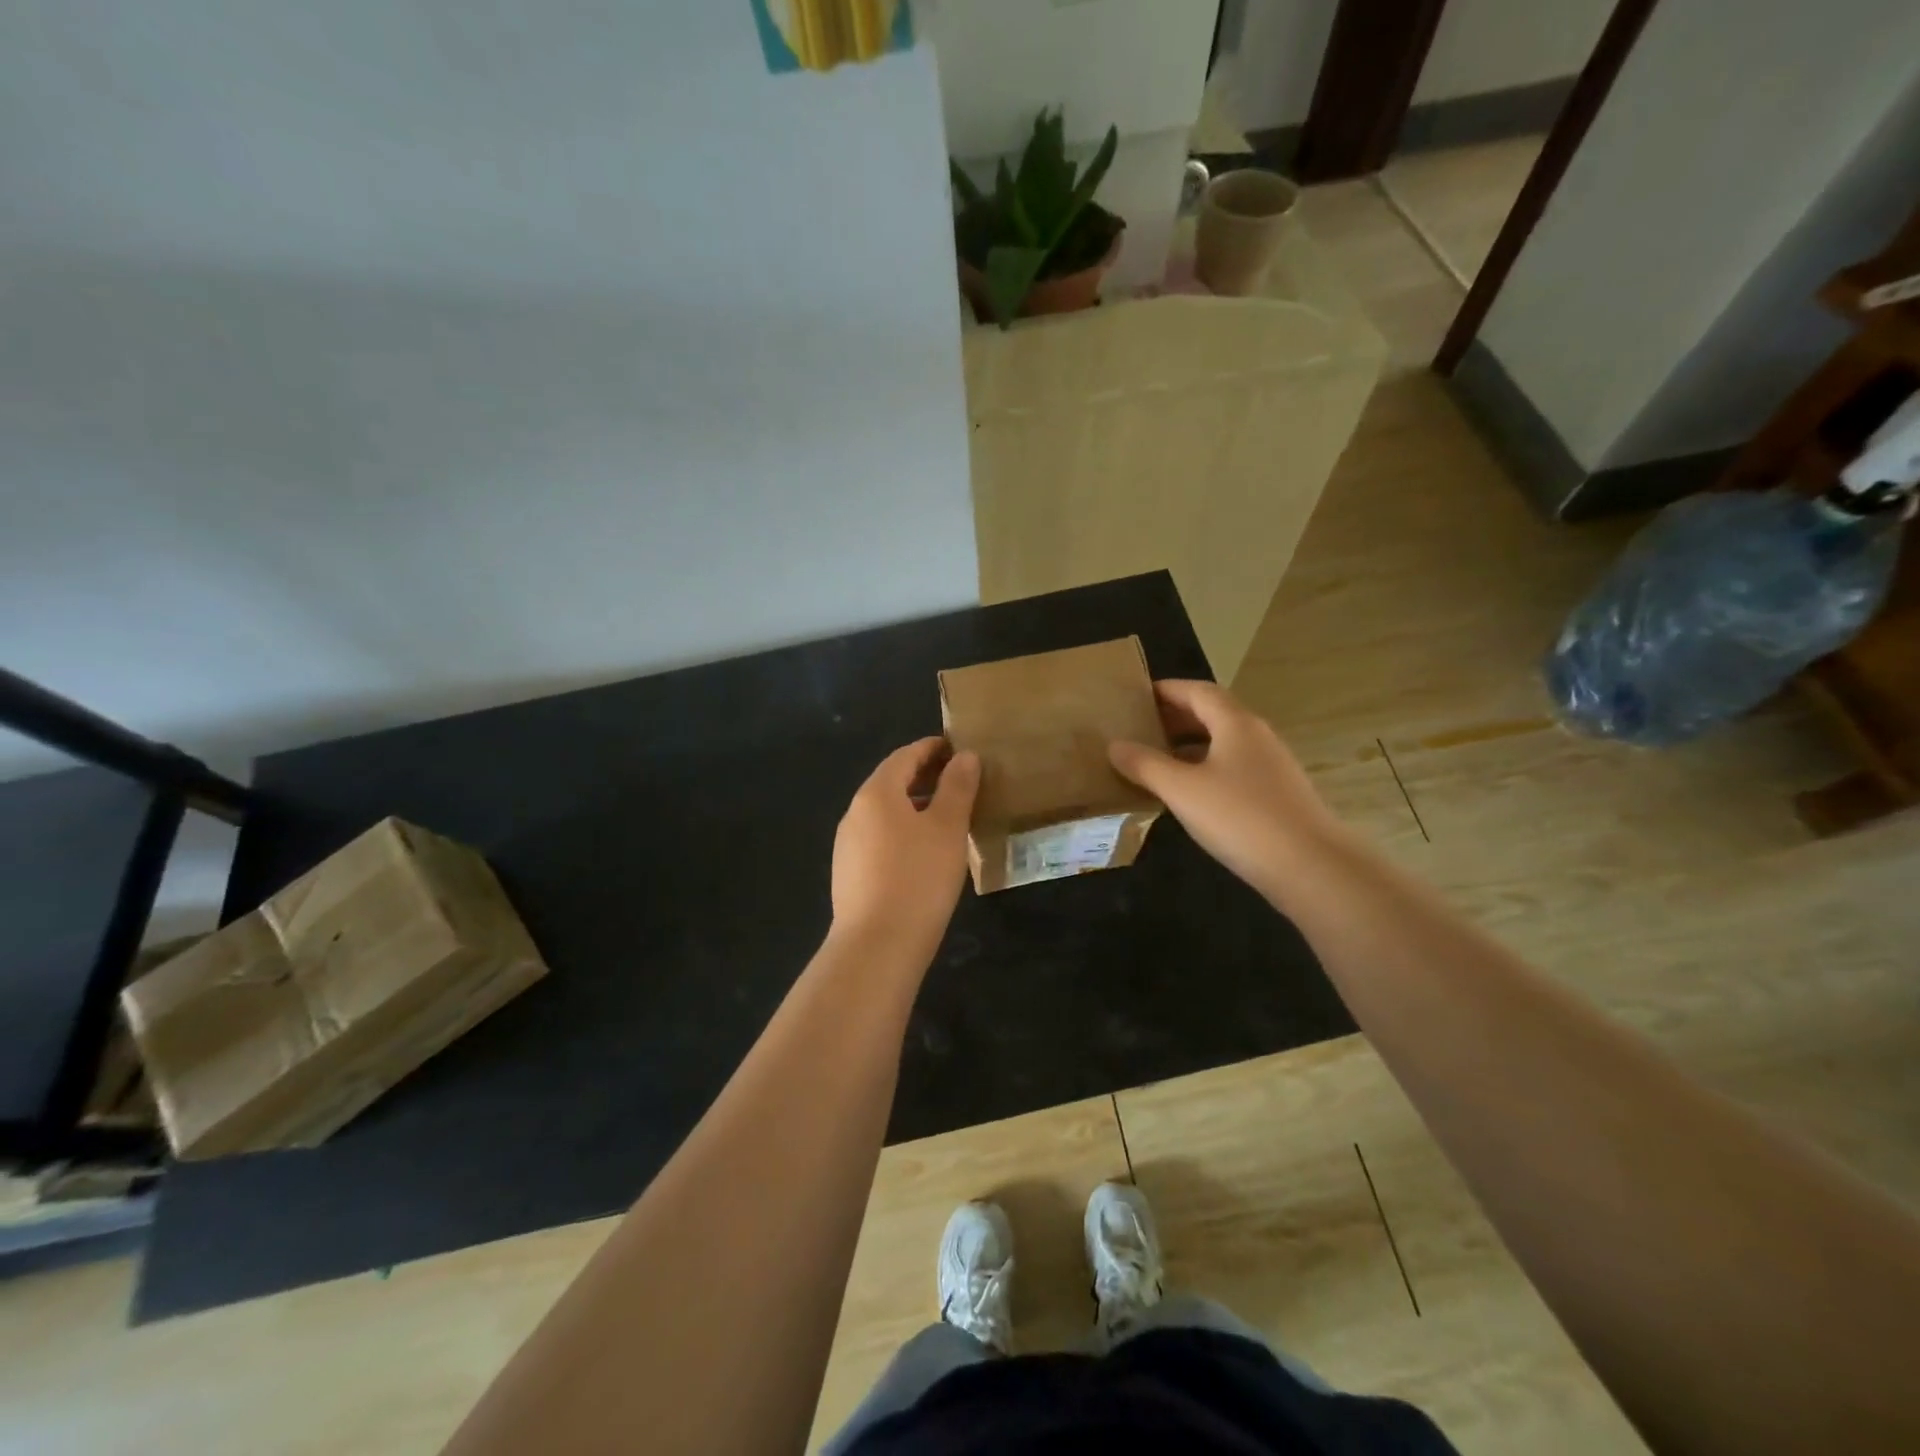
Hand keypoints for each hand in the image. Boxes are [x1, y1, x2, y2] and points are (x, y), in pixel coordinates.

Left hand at [830, 738, 979, 958]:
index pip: (905, 756)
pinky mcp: (849, 873)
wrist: (876, 946)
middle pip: (891, 782)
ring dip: (915, 806)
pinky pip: (879, 838)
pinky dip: (903, 831)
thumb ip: (957, 787)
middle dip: (924, 776)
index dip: (932, 748)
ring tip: (948, 817)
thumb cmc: (918, 878)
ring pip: (885, 813)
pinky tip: (924, 852)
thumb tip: (965, 756)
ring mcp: (848, 845)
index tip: (958, 748)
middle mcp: (855, 812)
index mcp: (876, 793)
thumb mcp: (947, 828)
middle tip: (960, 780)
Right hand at [1109, 680, 1344, 901]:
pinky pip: (1233, 768)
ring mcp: (1271, 766)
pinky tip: (1188, 792)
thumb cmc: (1240, 817)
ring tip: (1155, 758)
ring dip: (1189, 744)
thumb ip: (1145, 765)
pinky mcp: (1276, 795)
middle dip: (1175, 716)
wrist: (1310, 867)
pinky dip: (1205, 768)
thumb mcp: (1182, 790)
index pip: (1198, 691)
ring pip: (1223, 743)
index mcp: (1235, 723)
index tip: (1136, 696)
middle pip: (1212, 714)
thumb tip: (1114, 745)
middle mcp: (1256, 736)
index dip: (1166, 690)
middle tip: (1139, 726)